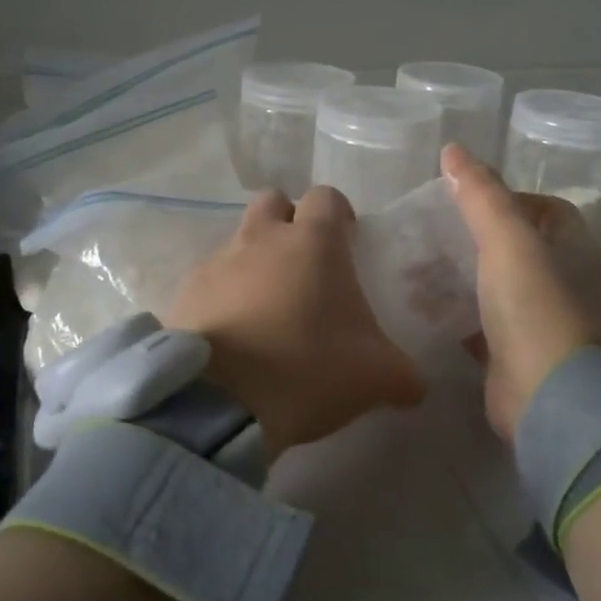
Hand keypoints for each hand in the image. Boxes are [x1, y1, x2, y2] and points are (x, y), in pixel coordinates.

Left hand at [165, 186, 425, 458]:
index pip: (327, 197)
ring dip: (254, 260)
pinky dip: (222, 295)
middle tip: (305, 267)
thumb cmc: (309, 370)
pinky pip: (209, 280)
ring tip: (267, 309)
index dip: (340, 215)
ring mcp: (218, 261)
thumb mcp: (375, 378)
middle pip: (274, 202)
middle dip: (289, 223)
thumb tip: (415, 386)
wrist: (220, 403)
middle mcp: (263, 237)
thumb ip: (403, 375)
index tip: (348, 243)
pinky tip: (233, 335)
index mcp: (314, 241)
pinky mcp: (185, 292)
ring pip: (239, 240)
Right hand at [442, 143, 600, 443]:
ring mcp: (537, 319)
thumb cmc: (533, 305)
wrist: (544, 395)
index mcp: (572, 248)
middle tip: (431, 228)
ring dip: (459, 273)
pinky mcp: (511, 351)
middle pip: (515, 245)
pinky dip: (454, 311)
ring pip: (493, 284)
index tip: (468, 198)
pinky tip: (420, 304)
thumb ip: (480, 192)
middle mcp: (561, 281)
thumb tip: (453, 149)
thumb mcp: (506, 237)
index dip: (510, 197)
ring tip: (415, 264)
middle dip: (473, 235)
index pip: (546, 208)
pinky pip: (479, 321)